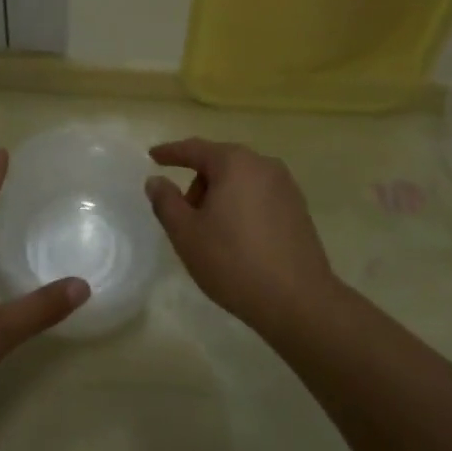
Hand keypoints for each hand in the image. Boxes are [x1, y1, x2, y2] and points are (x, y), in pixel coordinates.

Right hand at [145, 138, 338, 340]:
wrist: (298, 301)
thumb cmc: (233, 262)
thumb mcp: (187, 233)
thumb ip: (166, 202)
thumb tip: (156, 181)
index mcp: (235, 163)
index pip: (194, 149)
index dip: (170, 153)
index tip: (152, 156)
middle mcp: (263, 165)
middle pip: (220, 163)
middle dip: (198, 183)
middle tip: (184, 216)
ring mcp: (286, 186)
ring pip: (240, 181)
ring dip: (220, 197)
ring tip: (212, 234)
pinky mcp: (298, 209)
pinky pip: (259, 196)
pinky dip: (241, 207)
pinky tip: (238, 239)